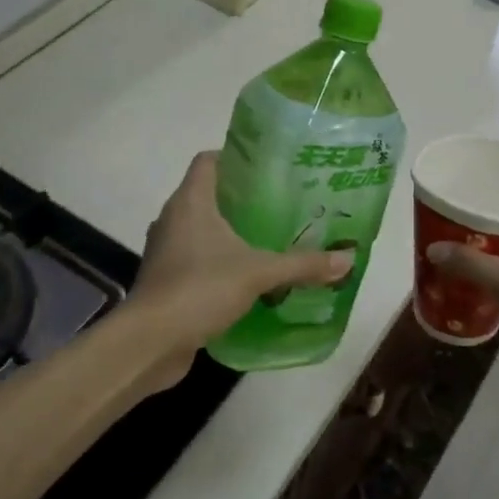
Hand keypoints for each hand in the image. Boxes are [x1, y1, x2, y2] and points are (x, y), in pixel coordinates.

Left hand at [130, 152, 353, 387]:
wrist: (151, 341)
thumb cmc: (200, 288)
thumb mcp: (259, 273)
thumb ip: (302, 264)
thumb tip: (347, 259)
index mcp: (190, 202)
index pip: (208, 161)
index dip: (235, 157)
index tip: (268, 166)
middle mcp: (173, 219)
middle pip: (208, 194)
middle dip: (242, 198)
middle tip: (281, 204)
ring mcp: (166, 250)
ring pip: (201, 229)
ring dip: (230, 233)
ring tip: (269, 238)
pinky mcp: (167, 279)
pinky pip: (196, 259)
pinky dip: (219, 261)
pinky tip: (248, 276)